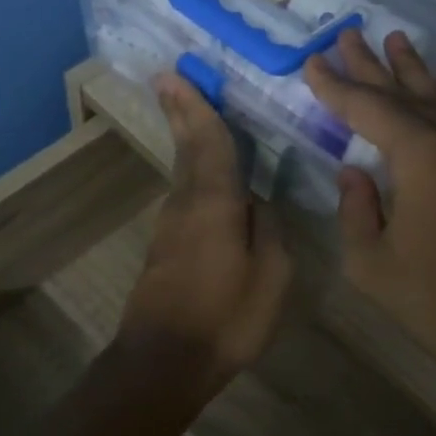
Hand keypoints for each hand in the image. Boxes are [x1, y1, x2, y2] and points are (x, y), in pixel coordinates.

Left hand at [116, 71, 294, 394]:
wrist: (164, 362)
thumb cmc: (226, 317)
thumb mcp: (271, 275)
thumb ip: (268, 230)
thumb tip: (257, 204)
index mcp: (214, 203)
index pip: (209, 143)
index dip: (196, 107)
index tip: (176, 74)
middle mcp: (186, 204)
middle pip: (188, 150)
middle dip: (182, 113)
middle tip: (170, 79)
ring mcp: (170, 227)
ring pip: (184, 173)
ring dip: (188, 140)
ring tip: (193, 114)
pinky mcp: (165, 248)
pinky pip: (186, 197)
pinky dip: (194, 174)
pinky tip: (206, 177)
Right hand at [304, 28, 435, 381]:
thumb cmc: (435, 300)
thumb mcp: (371, 261)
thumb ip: (355, 207)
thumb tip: (356, 171)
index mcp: (422, 156)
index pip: (368, 108)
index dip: (336, 87)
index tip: (314, 61)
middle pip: (406, 93)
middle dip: (372, 65)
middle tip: (347, 34)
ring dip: (413, 71)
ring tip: (393, 39)